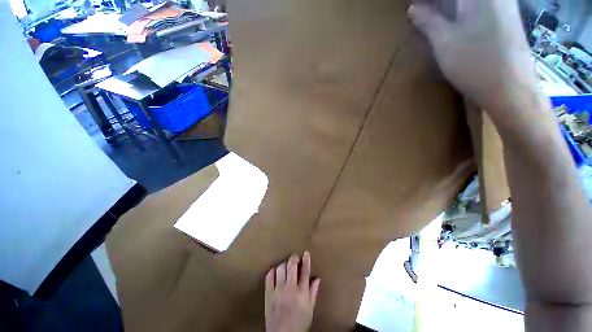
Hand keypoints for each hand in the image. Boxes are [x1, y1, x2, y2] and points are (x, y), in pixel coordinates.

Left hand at [265, 252, 320, 331]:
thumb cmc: (299, 322)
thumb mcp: (310, 309)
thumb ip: (313, 292)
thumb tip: (317, 278)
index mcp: (302, 293)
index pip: (305, 272)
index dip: (306, 260)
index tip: (305, 252)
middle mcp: (290, 289)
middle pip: (291, 266)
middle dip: (294, 258)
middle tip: (295, 258)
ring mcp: (278, 291)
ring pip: (280, 269)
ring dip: (284, 265)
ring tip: (286, 267)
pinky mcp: (268, 294)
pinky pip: (269, 277)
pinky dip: (273, 272)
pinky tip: (276, 272)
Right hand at [410, 0, 543, 118]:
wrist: (511, 90)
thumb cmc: (476, 65)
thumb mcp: (445, 43)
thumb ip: (428, 22)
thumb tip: (413, 8)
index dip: (428, 3)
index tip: (415, 9)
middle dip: (437, 5)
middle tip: (420, 14)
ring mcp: (502, 5)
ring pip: (467, 3)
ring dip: (447, 9)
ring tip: (430, 19)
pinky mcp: (504, 18)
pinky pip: (478, 8)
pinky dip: (460, 12)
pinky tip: (449, 23)